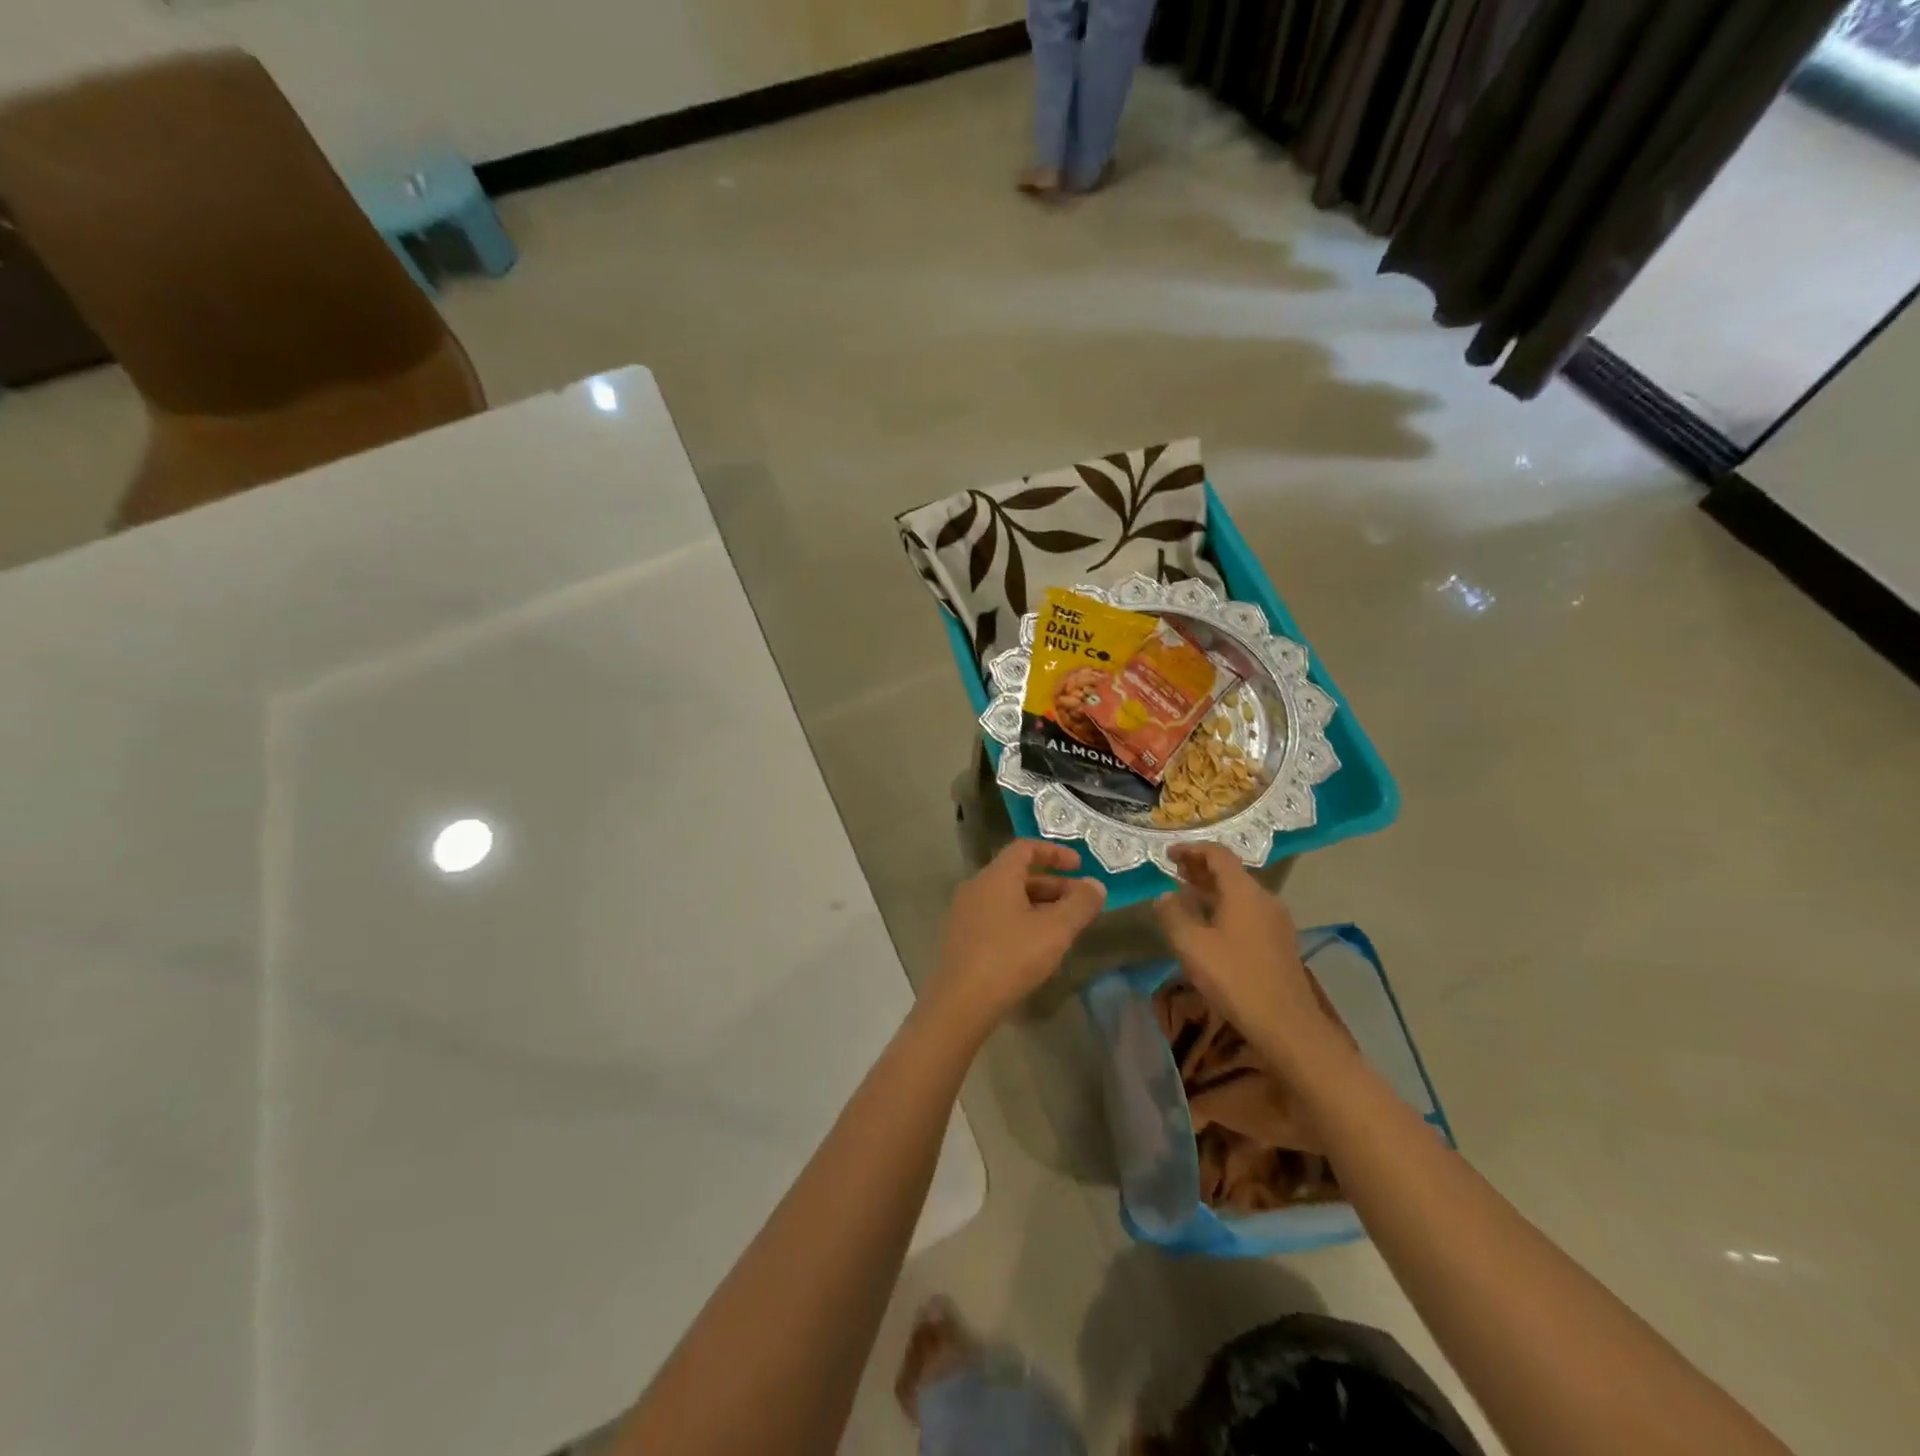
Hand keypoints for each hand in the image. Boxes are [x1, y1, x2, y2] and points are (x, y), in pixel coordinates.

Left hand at [928, 840, 1105, 1029]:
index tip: (1080, 865)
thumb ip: (1080, 904)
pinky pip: (996, 916)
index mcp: (996, 876)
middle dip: (1053, 884)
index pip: (1025, 847)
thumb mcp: (1055, 930)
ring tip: (1063, 927)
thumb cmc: (1010, 957)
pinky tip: (1036, 946)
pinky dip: (1021, 920)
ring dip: (1038, 905)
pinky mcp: (962, 937)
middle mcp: (977, 886)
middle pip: (1018, 874)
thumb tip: (1095, 885)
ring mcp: (965, 913)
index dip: (1055, 852)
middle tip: (1080, 903)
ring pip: (1008, 897)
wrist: (961, 1002)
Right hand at [1152, 844, 1338, 1070]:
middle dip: (1200, 867)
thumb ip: (1173, 914)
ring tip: (1185, 893)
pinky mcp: (1278, 940)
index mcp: (1244, 891)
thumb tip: (1164, 895)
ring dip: (1211, 888)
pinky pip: (1247, 909)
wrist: (1286, 1023)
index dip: (1191, 849)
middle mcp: (1264, 898)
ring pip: (1239, 891)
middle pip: (1230, 871)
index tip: (1167, 854)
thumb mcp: (1191, 945)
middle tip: (1173, 870)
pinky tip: (1209, 923)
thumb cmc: (1234, 978)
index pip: (1217, 854)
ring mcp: (1275, 920)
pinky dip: (1224, 905)